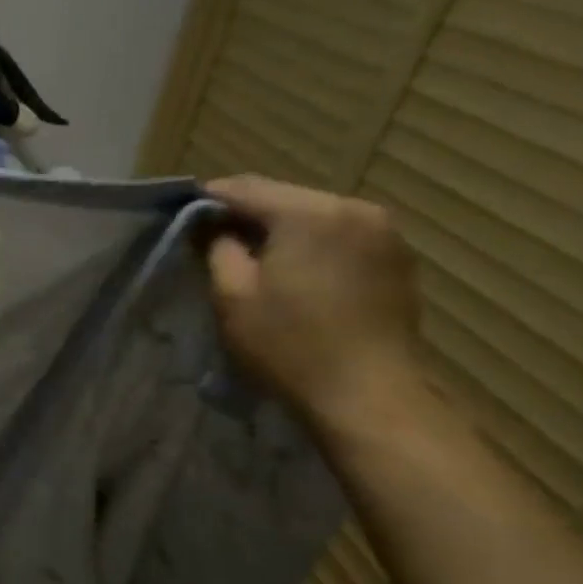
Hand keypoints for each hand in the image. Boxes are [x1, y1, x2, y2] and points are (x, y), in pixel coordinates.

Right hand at [203, 175, 425, 434]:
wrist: (369, 394)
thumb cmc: (289, 345)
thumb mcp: (233, 297)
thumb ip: (218, 249)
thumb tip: (213, 228)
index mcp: (309, 213)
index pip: (246, 188)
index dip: (210, 198)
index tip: (184, 212)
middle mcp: (353, 208)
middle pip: (285, 198)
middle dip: (248, 213)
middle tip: (215, 236)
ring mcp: (383, 231)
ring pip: (316, 215)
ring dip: (283, 229)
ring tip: (256, 255)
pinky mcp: (398, 257)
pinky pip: (342, 235)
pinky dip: (314, 244)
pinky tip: (298, 271)